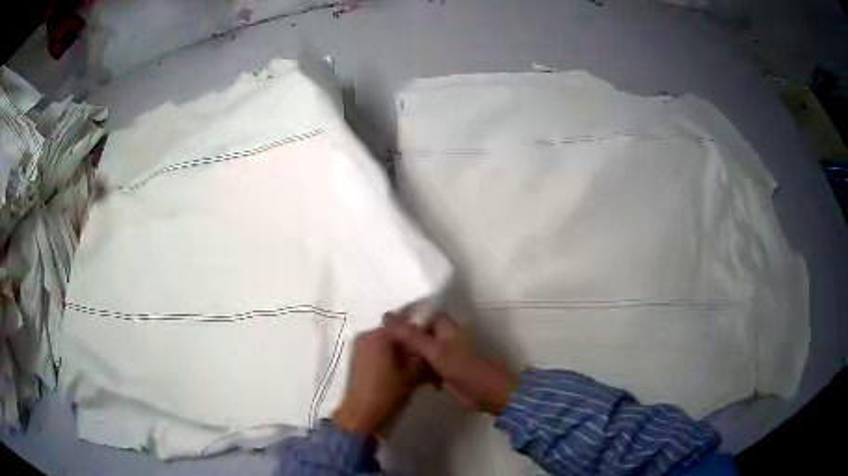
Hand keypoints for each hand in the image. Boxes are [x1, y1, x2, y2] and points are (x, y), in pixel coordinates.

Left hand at [333, 328, 421, 435]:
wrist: (361, 414)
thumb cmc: (388, 393)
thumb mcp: (413, 372)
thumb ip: (421, 352)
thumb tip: (429, 341)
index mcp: (380, 335)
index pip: (407, 324)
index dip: (423, 333)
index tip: (434, 344)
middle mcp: (367, 335)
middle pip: (397, 333)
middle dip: (412, 344)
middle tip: (427, 359)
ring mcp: (360, 346)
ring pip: (388, 343)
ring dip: (402, 352)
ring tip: (418, 369)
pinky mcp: (357, 358)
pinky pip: (379, 351)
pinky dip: (391, 358)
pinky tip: (403, 372)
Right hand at [386, 313, 518, 415]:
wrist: (485, 393)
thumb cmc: (462, 368)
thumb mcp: (433, 350)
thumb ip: (410, 335)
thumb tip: (386, 316)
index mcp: (444, 326)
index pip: (419, 315)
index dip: (402, 318)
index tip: (381, 323)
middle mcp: (442, 338)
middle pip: (417, 334)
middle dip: (402, 339)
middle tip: (378, 344)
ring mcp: (442, 356)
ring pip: (419, 352)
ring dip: (408, 357)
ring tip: (384, 361)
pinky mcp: (442, 372)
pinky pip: (423, 368)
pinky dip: (415, 372)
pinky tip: (401, 377)